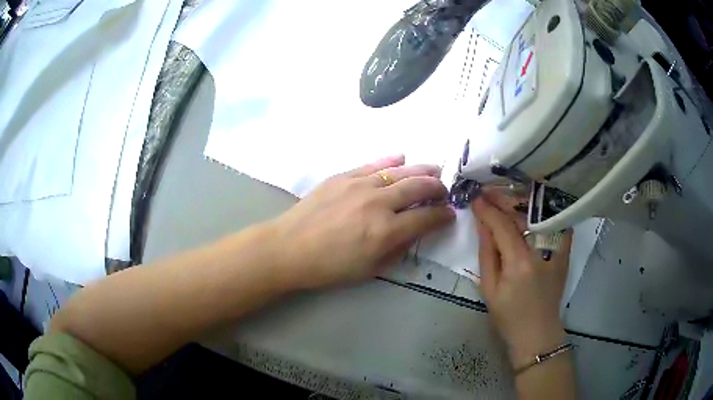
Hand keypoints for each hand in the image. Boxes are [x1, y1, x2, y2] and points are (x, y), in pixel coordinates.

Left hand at [271, 155, 454, 289]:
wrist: (289, 248)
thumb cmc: (329, 267)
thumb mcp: (370, 269)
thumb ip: (398, 249)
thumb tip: (415, 231)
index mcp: (386, 231)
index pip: (426, 218)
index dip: (443, 215)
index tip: (449, 214)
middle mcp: (378, 203)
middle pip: (418, 188)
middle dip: (437, 188)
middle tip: (444, 190)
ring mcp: (360, 185)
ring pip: (400, 171)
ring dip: (421, 170)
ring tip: (434, 170)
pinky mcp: (343, 176)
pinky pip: (373, 164)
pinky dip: (390, 160)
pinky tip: (401, 157)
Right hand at [471, 190, 571, 366]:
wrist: (538, 333)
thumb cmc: (509, 317)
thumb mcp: (489, 289)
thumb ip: (487, 253)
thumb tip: (482, 224)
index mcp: (519, 263)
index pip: (502, 226)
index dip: (487, 210)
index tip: (475, 198)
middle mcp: (541, 251)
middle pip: (522, 215)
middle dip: (503, 199)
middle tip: (487, 190)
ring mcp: (556, 250)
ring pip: (539, 215)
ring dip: (521, 201)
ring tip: (505, 193)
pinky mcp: (564, 252)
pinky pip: (557, 223)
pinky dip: (545, 211)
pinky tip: (534, 203)